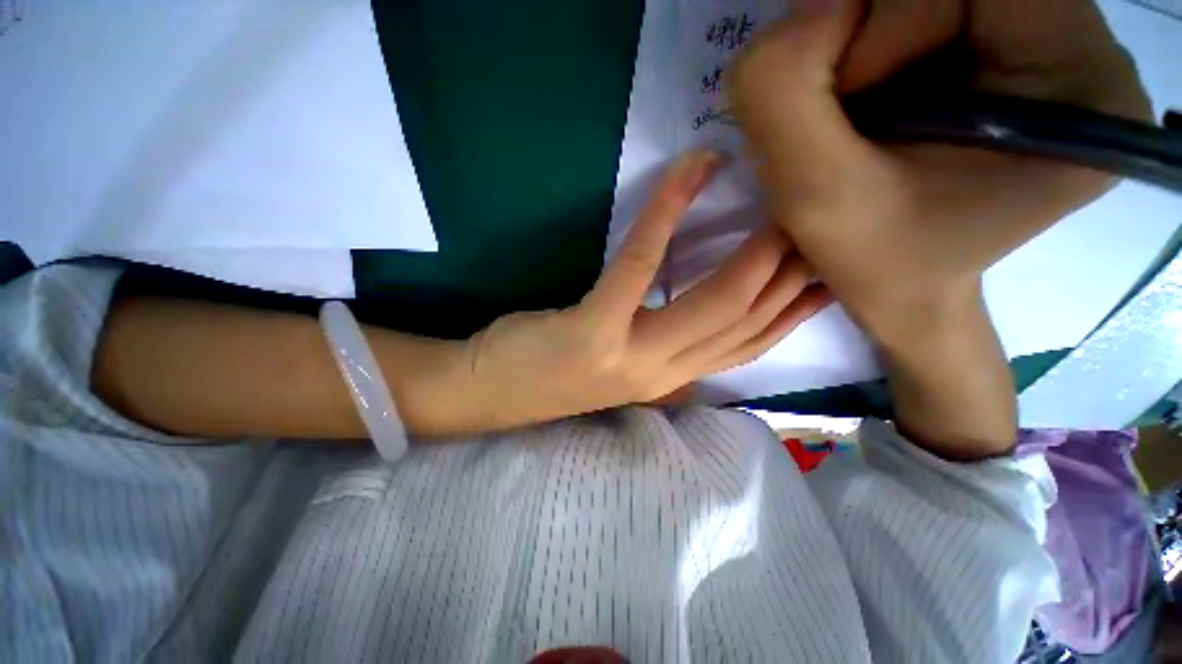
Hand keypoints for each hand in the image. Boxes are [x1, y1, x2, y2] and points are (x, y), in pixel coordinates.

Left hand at [457, 151, 830, 430]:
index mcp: (670, 379)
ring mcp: (629, 355)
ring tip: (780, 199)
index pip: (750, 345)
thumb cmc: (553, 373)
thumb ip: (664, 346)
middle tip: (818, 218)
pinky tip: (689, 172)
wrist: (490, 391)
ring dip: (753, 250)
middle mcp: (662, 374)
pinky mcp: (593, 329)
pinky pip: (639, 265)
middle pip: (745, 322)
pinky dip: (666, 215)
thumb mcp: (620, 364)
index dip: (795, 309)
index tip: (829, 269)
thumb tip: (704, 315)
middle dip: (790, 271)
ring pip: (712, 303)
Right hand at [729, 0, 1150, 342]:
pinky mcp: (1010, 55)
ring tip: (850, 126)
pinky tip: (865, 114)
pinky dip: (872, 54)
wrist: (903, 291)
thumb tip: (799, 15)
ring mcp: (1047, 47)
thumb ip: (783, 94)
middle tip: (840, 121)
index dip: (884, 28)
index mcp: (1078, 82)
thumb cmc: (875, 263)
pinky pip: (925, 14)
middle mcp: (1081, 48)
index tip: (843, 110)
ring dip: (863, 51)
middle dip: (868, 43)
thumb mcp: (812, 194)